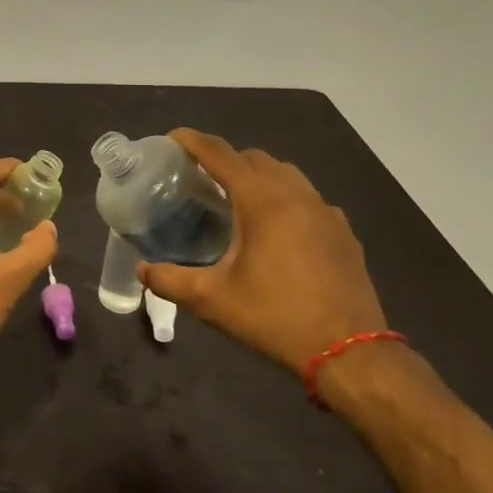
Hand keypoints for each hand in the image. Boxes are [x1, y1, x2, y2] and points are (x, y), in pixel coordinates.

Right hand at [138, 129, 384, 376]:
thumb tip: (142, 270)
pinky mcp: (343, 233)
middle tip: (200, 178)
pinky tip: (277, 229)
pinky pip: (308, 199)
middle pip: (255, 158)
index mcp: (262, 201)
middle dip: (225, 159)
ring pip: (286, 174)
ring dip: (258, 176)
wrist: (350, 353)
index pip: (221, 154)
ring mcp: (325, 212)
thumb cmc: (275, 318)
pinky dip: (285, 199)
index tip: (172, 138)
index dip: (193, 141)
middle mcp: (296, 195)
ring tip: (237, 199)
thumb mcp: (212, 301)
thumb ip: (170, 281)